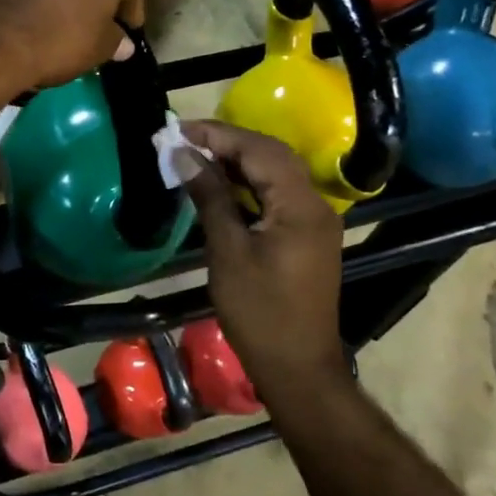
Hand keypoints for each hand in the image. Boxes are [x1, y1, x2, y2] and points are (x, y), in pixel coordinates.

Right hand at [179, 121, 347, 396]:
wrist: (297, 367)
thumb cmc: (259, 313)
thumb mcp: (228, 252)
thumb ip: (210, 197)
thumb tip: (185, 155)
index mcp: (301, 206)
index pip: (260, 151)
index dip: (219, 135)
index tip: (179, 129)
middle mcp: (315, 205)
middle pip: (273, 156)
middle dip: (229, 142)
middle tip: (185, 139)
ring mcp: (315, 221)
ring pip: (277, 174)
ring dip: (239, 162)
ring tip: (197, 156)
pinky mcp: (307, 237)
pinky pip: (279, 196)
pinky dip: (250, 185)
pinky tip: (222, 185)